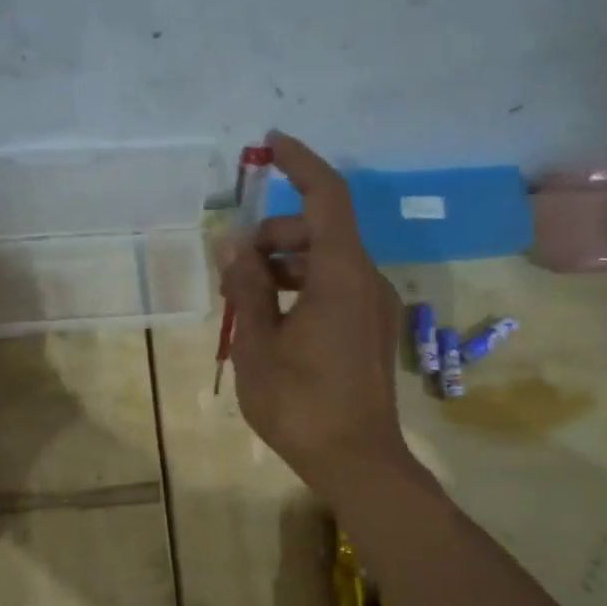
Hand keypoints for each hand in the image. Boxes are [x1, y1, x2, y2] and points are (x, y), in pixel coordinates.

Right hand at [217, 133, 405, 490]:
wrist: (358, 462)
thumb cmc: (302, 404)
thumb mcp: (258, 345)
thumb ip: (246, 288)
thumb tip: (232, 243)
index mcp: (342, 275)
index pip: (326, 197)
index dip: (300, 164)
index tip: (272, 144)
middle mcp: (367, 280)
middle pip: (321, 232)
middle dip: (274, 236)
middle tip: (232, 269)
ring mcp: (374, 307)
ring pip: (327, 262)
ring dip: (285, 266)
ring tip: (243, 299)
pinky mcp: (371, 330)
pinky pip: (336, 288)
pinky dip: (302, 288)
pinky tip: (271, 320)